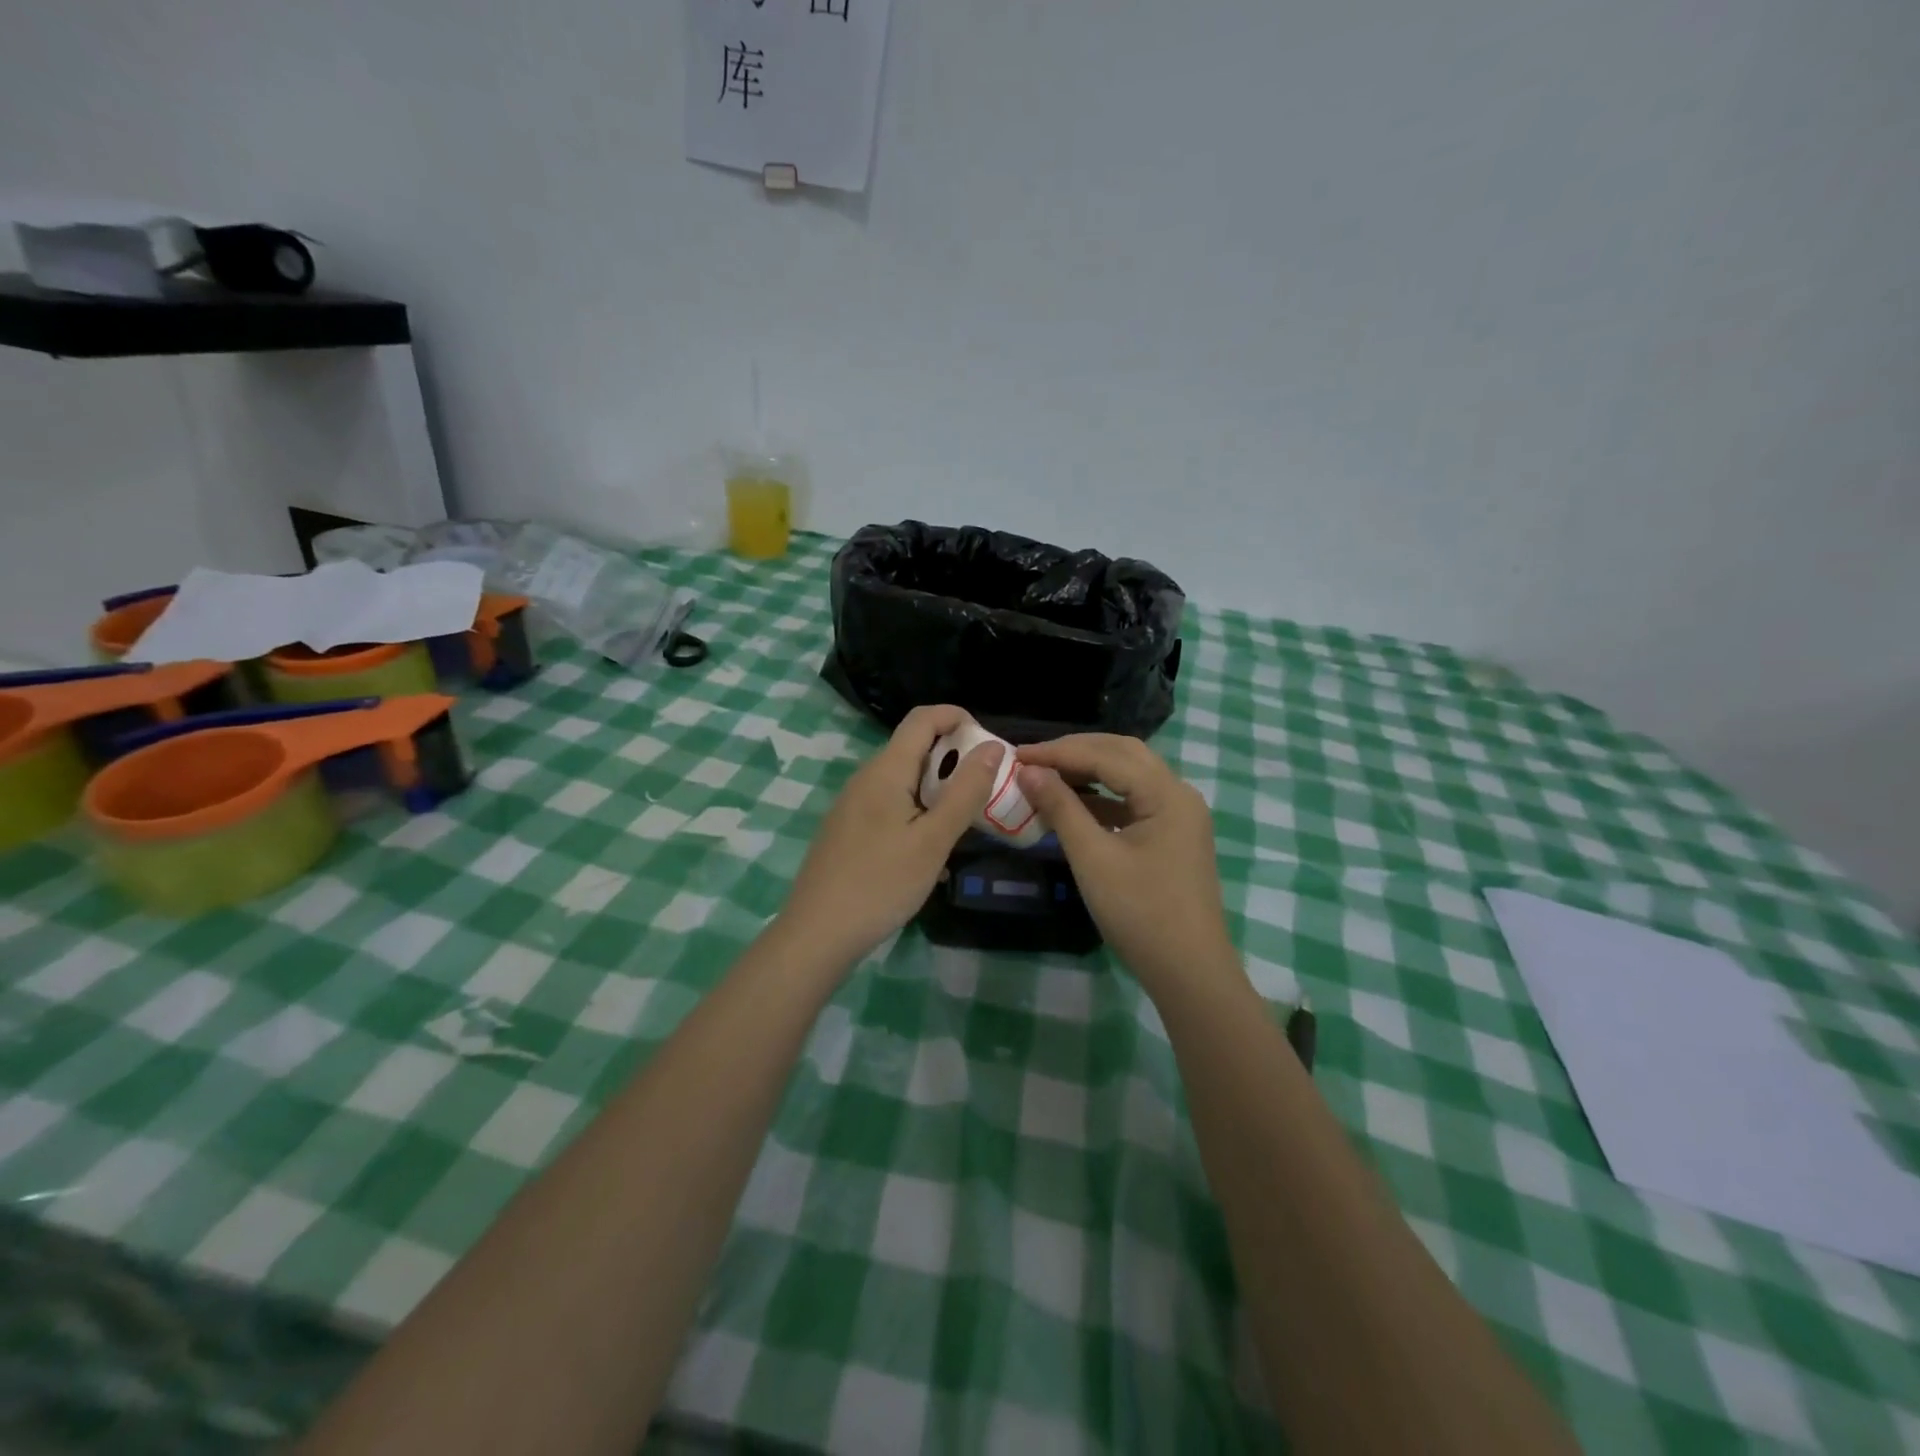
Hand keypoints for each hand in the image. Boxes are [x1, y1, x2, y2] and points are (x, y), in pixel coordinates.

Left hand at [780, 706, 1004, 967]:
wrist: (818, 933)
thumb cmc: (881, 883)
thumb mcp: (933, 840)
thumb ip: (965, 791)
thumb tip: (992, 747)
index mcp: (886, 770)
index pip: (923, 718)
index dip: (958, 717)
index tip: (989, 745)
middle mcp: (866, 777)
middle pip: (914, 746)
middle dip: (954, 756)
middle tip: (986, 788)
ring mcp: (853, 803)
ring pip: (904, 778)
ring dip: (938, 786)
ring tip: (965, 819)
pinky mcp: (849, 828)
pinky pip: (891, 802)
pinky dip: (919, 808)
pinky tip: (930, 846)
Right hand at [1016, 735, 1239, 991]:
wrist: (1188, 972)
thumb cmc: (1139, 913)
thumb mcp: (1093, 857)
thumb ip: (1061, 807)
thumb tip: (1028, 771)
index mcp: (1167, 793)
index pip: (1107, 755)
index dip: (1059, 752)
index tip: (1017, 754)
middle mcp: (1179, 794)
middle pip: (1123, 754)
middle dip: (1076, 752)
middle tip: (1033, 759)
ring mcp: (1179, 816)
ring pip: (1129, 776)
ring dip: (1089, 771)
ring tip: (1047, 776)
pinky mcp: (1172, 836)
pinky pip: (1134, 802)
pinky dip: (1102, 798)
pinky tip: (1073, 805)